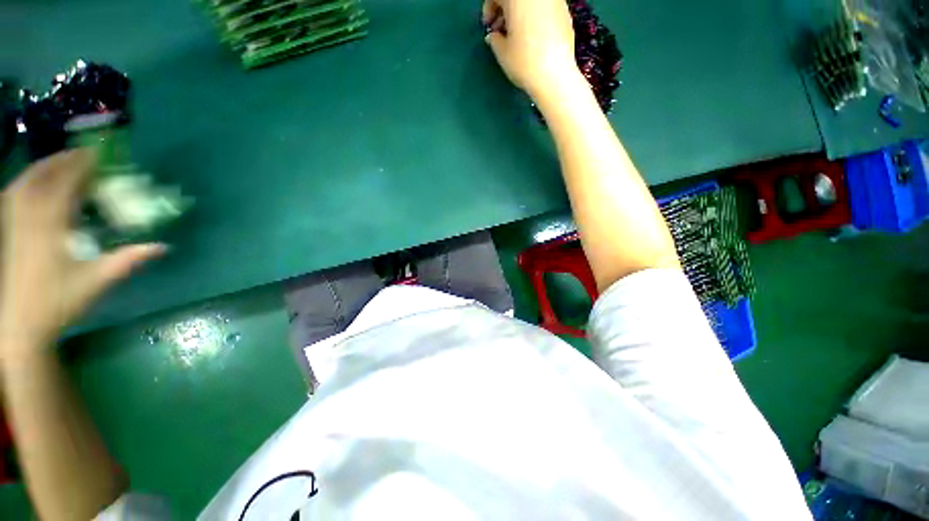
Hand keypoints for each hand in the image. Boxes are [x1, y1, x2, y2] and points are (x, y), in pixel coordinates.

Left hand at [0, 150, 163, 347]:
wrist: (21, 324)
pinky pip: (14, 196)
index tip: (99, 155)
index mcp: (50, 226)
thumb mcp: (97, 282)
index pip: (65, 184)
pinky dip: (26, 182)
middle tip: (83, 154)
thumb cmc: (60, 302)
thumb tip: (164, 247)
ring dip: (44, 167)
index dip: (81, 166)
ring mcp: (14, 223)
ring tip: (61, 162)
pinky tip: (34, 183)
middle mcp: (29, 217)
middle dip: (63, 161)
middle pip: (42, 176)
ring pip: (25, 182)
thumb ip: (128, 260)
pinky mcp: (8, 231)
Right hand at [482, 0, 579, 99]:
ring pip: (531, 2)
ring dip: (521, 13)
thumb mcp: (502, 53)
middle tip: (501, 30)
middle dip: (505, 9)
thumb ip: (494, 39)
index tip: (488, 26)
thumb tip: (494, 35)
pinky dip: (535, 17)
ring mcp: (554, 1)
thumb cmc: (524, 61)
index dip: (489, 9)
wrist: (555, 75)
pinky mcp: (565, 12)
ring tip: (517, 35)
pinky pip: (544, 9)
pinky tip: (533, 38)